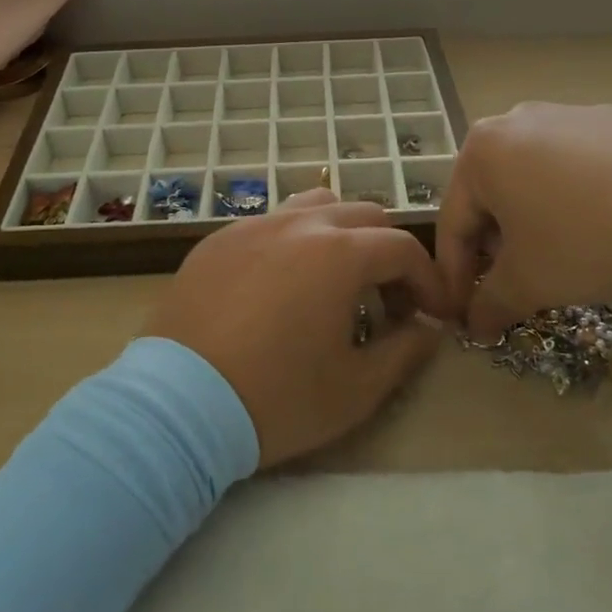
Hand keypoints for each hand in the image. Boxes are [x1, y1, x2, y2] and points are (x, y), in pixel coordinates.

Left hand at [144, 191, 445, 467]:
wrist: (178, 405)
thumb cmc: (276, 399)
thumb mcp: (356, 389)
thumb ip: (405, 352)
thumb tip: (429, 328)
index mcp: (339, 253)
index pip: (402, 247)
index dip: (427, 279)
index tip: (433, 315)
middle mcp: (299, 224)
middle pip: (363, 216)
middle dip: (387, 254)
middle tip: (387, 303)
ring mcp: (253, 226)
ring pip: (315, 206)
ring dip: (340, 235)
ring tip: (335, 282)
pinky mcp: (218, 240)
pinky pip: (270, 224)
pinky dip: (294, 243)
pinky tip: (280, 288)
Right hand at [434, 102, 611, 338]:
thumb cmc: (589, 238)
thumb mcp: (531, 281)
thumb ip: (492, 303)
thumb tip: (475, 324)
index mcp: (482, 151)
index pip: (453, 220)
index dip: (456, 275)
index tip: (464, 313)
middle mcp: (516, 120)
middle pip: (492, 193)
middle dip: (496, 245)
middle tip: (513, 287)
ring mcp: (568, 114)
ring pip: (534, 176)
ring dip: (534, 219)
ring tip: (561, 258)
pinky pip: (576, 163)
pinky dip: (575, 197)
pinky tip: (605, 226)